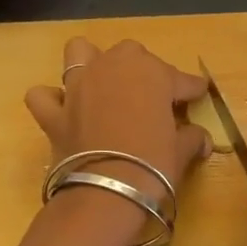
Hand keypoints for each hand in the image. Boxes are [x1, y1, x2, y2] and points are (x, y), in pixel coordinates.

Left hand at [25, 37, 212, 245]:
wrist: (106, 192)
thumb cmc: (153, 165)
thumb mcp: (181, 151)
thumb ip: (192, 138)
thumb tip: (202, 138)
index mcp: (151, 73)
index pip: (181, 78)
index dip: (192, 90)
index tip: (199, 96)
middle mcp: (113, 68)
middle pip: (131, 54)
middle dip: (143, 70)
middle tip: (152, 98)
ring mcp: (78, 86)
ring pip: (80, 53)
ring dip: (91, 63)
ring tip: (103, 84)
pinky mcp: (54, 112)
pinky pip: (44, 96)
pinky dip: (53, 101)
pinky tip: (64, 111)